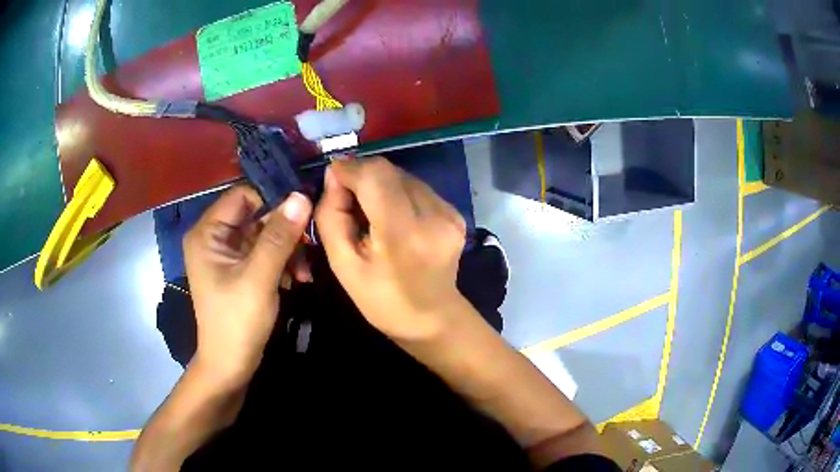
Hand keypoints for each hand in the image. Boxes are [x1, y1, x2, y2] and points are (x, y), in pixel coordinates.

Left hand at [184, 187, 311, 383]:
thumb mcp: (259, 278)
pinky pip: (264, 253)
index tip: (303, 213)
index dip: (272, 199)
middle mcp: (214, 237)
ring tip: (305, 272)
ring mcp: (226, 254)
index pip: (242, 196)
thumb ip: (279, 236)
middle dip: (284, 231)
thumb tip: (301, 196)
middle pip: (255, 215)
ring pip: (263, 234)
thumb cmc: (237, 322)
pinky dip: (281, 262)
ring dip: (287, 249)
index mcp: (207, 233)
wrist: (230, 365)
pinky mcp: (238, 269)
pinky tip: (297, 279)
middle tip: (309, 248)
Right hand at [315, 158, 467, 340]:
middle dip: (362, 176)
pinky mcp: (456, 213)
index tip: (332, 179)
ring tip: (370, 211)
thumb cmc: (382, 300)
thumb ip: (331, 216)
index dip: (349, 169)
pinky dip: (398, 193)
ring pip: (403, 176)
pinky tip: (393, 217)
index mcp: (403, 233)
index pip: (374, 175)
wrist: (433, 319)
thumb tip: (334, 176)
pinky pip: (418, 188)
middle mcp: (433, 214)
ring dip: (380, 185)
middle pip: (389, 171)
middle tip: (347, 199)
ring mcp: (449, 212)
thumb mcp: (342, 266)